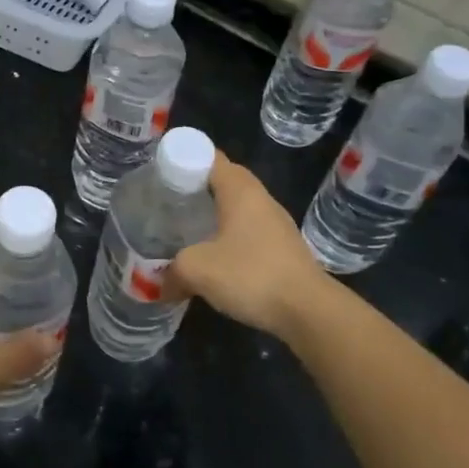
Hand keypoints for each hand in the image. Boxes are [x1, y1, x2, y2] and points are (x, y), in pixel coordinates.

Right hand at [164, 153, 331, 341]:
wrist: (308, 311)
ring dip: (212, 214)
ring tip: (184, 228)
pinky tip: (213, 256)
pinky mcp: (283, 248)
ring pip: (236, 207)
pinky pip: (248, 230)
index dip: (182, 158)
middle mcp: (260, 198)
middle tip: (166, 201)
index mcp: (240, 190)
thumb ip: (172, 270)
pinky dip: (227, 236)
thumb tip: (160, 285)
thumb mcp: (197, 269)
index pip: (209, 156)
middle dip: (194, 188)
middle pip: (222, 180)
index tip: (160, 174)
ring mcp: (276, 223)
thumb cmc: (251, 275)